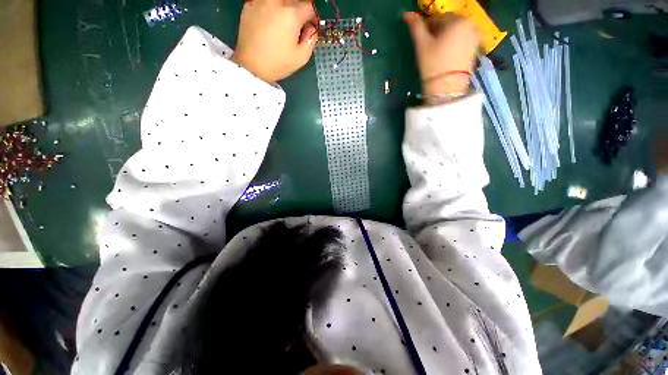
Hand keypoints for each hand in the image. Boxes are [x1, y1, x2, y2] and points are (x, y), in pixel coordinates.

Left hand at [232, 0, 318, 82]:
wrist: (251, 66)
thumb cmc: (278, 64)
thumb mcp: (302, 57)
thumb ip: (311, 38)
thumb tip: (311, 27)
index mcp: (291, 14)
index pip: (309, 6)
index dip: (313, 17)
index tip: (311, 26)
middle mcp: (276, 2)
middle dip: (299, 10)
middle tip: (298, 25)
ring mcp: (261, 1)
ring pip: (279, 0)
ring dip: (285, 7)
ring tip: (283, 22)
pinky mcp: (249, 4)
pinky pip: (266, 1)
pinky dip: (272, 8)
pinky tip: (270, 22)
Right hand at [403, 12, 478, 96]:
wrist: (447, 88)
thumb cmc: (433, 64)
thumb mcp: (422, 45)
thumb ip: (415, 26)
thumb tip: (406, 14)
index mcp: (458, 20)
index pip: (438, 18)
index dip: (427, 28)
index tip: (422, 40)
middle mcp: (471, 24)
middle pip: (449, 24)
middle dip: (438, 32)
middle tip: (429, 48)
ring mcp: (475, 37)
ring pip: (455, 32)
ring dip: (445, 38)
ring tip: (437, 53)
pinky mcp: (475, 49)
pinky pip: (462, 40)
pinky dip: (453, 45)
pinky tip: (445, 56)